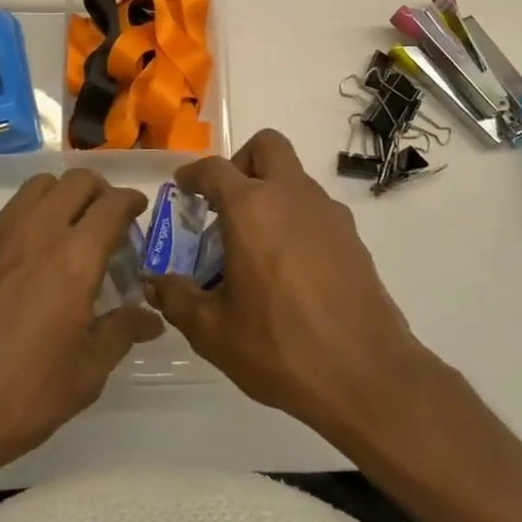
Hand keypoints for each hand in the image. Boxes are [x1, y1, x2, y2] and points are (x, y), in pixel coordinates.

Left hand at [0, 170, 162, 478]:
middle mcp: (35, 233)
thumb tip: (149, 319)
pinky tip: (26, 261)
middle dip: (99, 191)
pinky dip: (28, 219)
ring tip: (67, 231)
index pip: (111, 205)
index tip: (138, 209)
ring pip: (37, 188)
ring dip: (61, 197)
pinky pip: (7, 214)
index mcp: (73, 260)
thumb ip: (120, 334)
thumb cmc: (19, 398)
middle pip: (75, 182)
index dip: (130, 201)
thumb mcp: (84, 375)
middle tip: (106, 218)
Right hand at [146, 130, 433, 445]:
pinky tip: (290, 269)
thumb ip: (178, 299)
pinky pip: (316, 209)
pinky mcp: (353, 237)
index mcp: (251, 208)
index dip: (193, 174)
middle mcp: (291, 196)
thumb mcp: (214, 332)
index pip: (214, 168)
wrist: (367, 375)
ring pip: (295, 177)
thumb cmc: (280, 347)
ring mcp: (328, 213)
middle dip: (242, 162)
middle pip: (267, 146)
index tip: (183, 188)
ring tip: (256, 245)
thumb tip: (154, 284)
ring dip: (272, 193)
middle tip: (228, 202)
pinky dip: (297, 220)